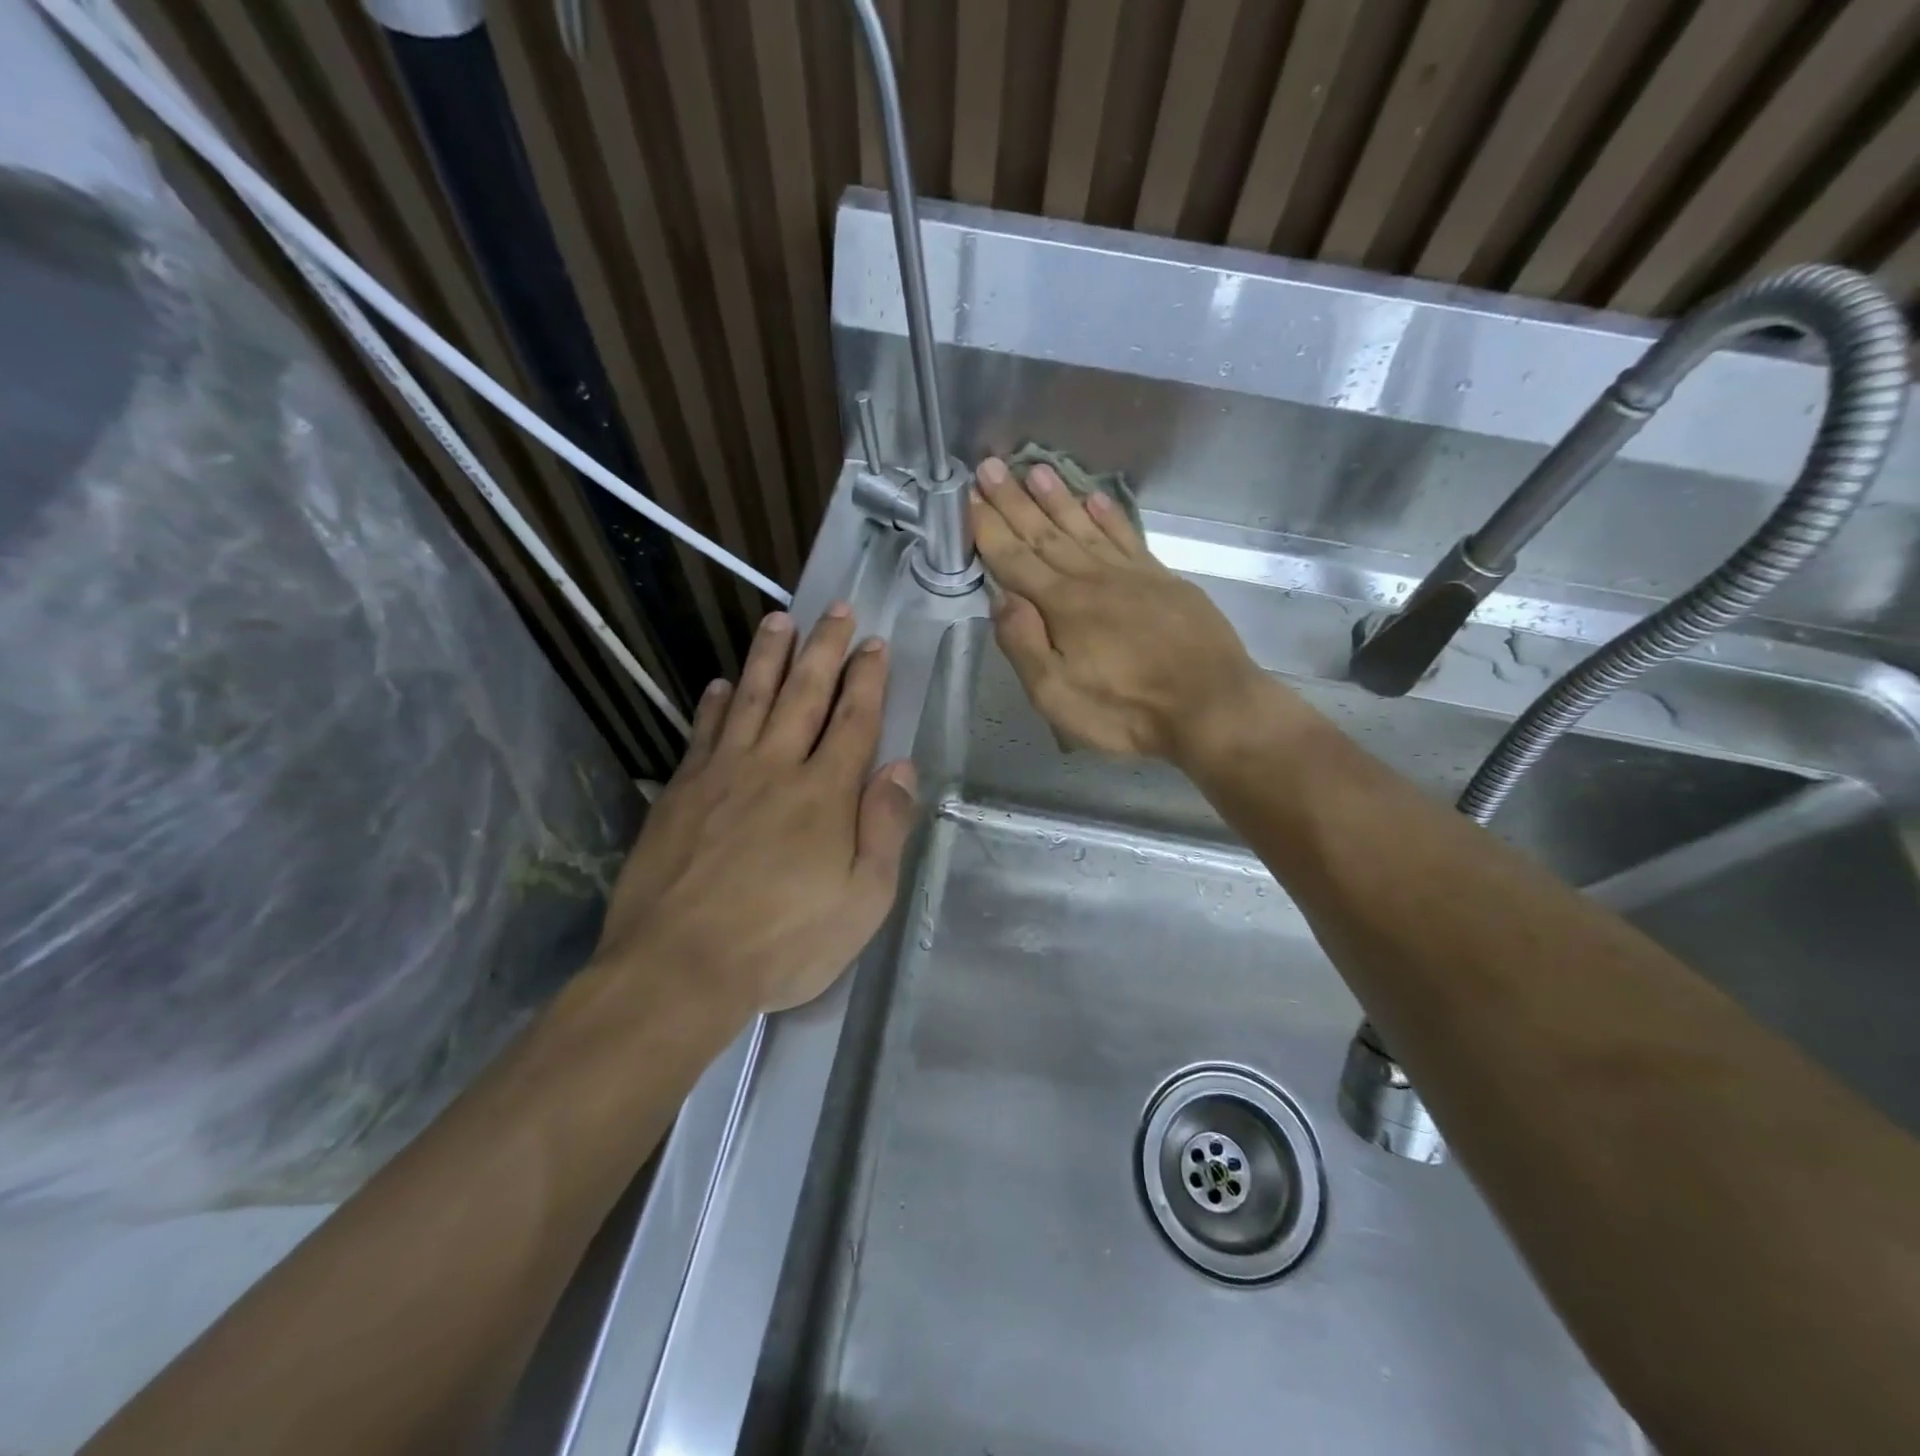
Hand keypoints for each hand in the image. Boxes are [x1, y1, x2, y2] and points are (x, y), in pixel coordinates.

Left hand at [589, 606, 916, 1015]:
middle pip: (805, 694)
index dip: (867, 679)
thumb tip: (902, 767)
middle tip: (835, 609)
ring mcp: (723, 775)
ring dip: (768, 658)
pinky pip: (703, 734)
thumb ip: (885, 827)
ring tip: (779, 621)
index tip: (873, 643)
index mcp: (825, 793)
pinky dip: (714, 705)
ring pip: (751, 700)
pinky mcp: (681, 793)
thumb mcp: (862, 900)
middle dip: (824, 649)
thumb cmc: (784, 941)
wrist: (680, 967)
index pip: (853, 720)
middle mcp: (775, 768)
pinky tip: (720, 685)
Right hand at [970, 456, 1277, 763]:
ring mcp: (1131, 574)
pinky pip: (1127, 536)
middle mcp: (1092, 578)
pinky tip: (1095, 499)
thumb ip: (1024, 644)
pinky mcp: (1163, 579)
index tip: (967, 496)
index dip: (988, 528)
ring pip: (1084, 526)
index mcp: (1062, 605)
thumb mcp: (1057, 696)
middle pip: (1044, 533)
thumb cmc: (1127, 711)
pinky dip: (1108, 515)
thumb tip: (1000, 596)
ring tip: (1034, 468)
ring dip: (1056, 498)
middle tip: (989, 465)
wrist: (1212, 705)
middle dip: (1013, 500)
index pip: (1014, 559)